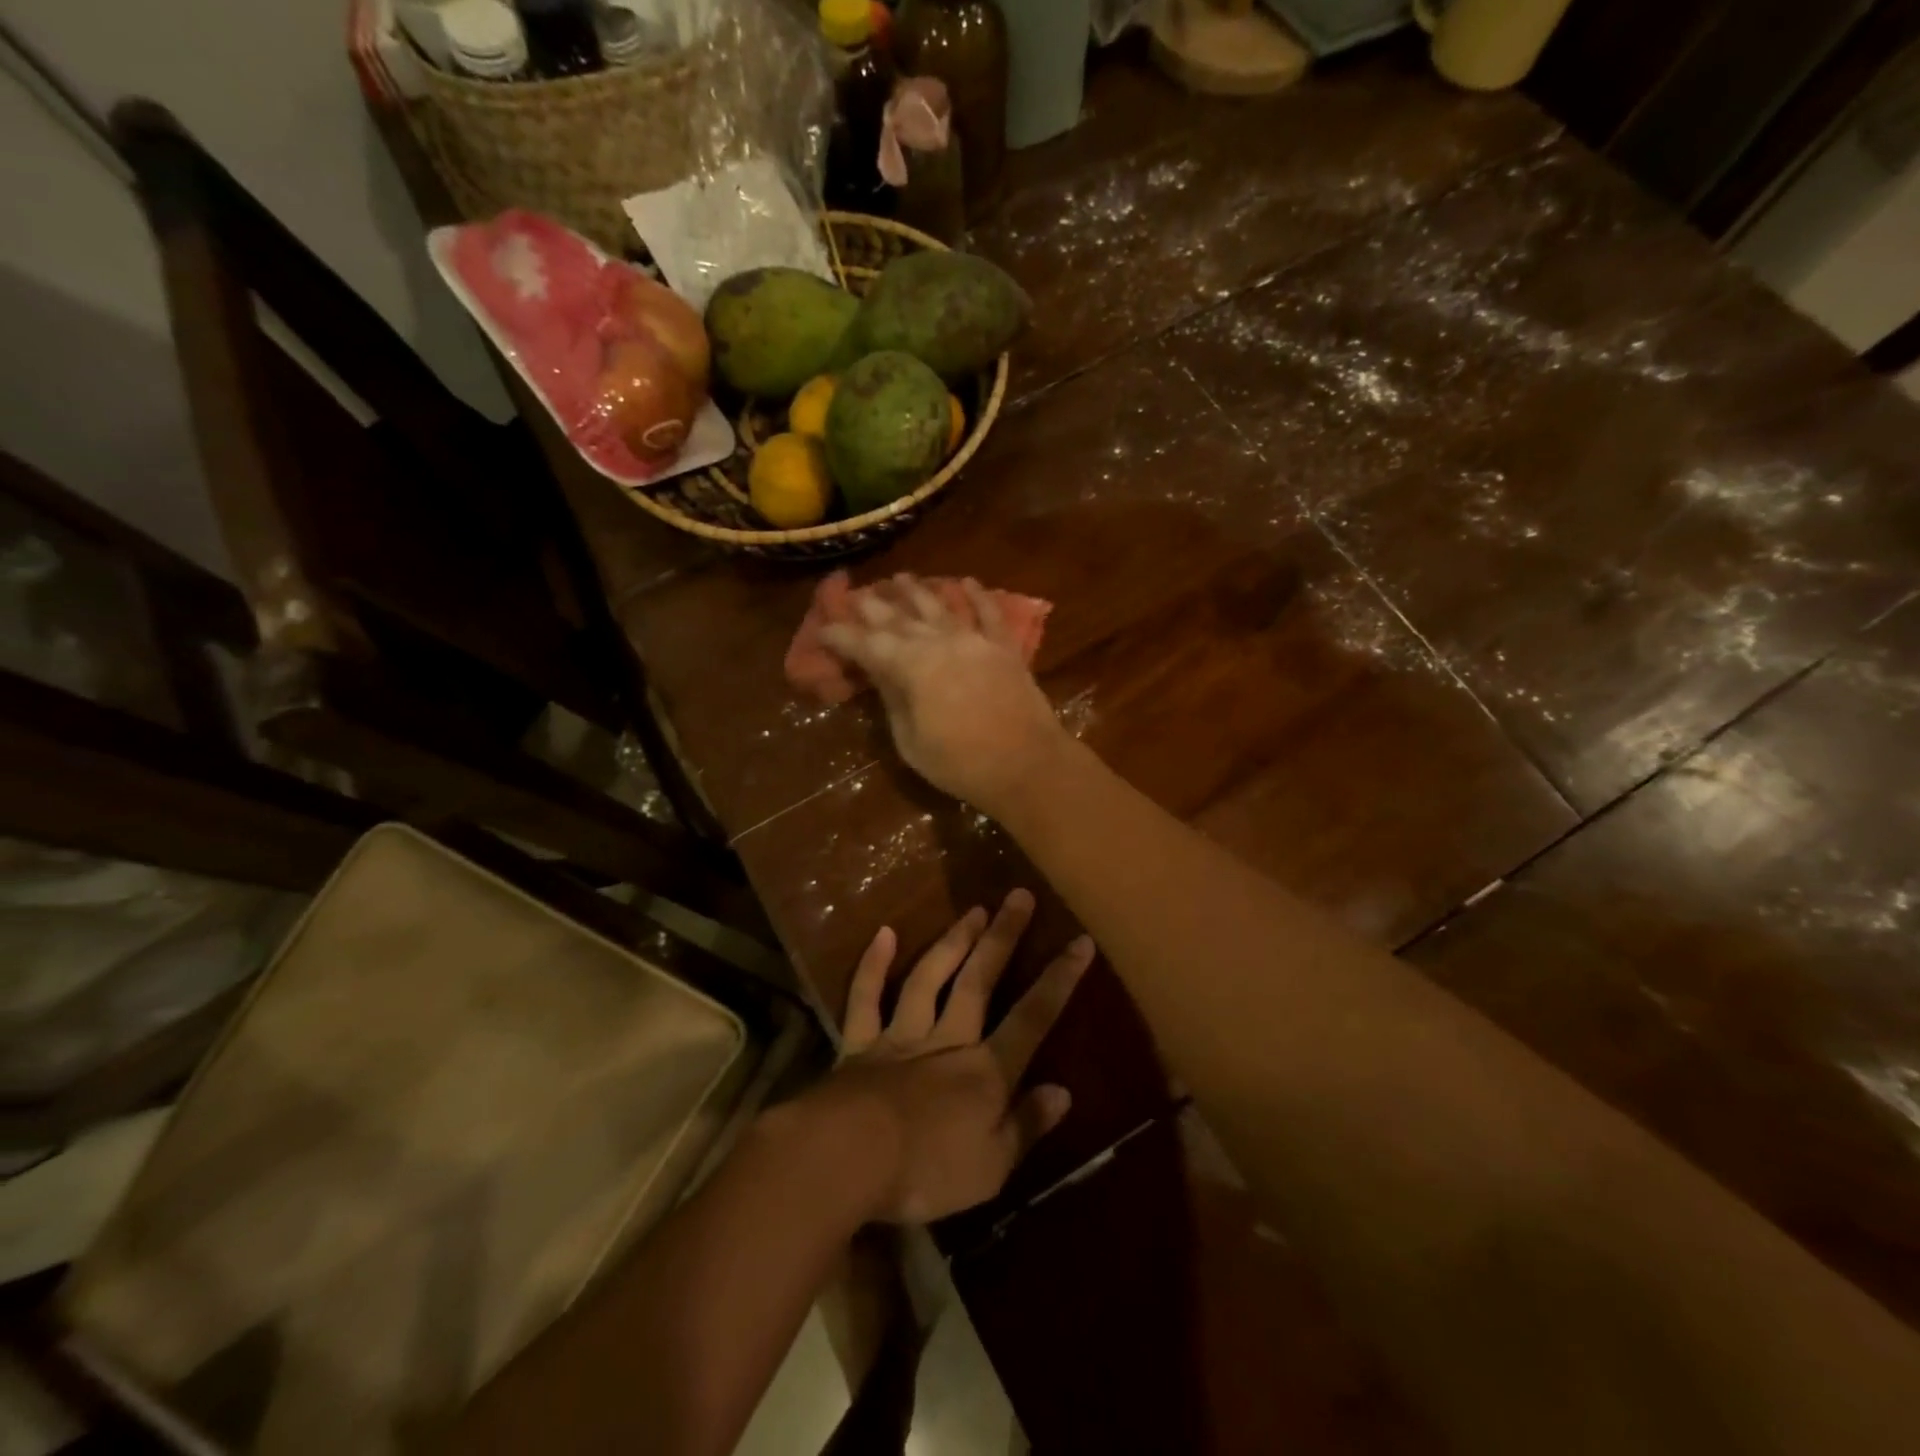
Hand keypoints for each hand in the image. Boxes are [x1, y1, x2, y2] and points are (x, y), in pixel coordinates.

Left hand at [808, 890, 1093, 1223]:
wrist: (847, 1159)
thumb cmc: (926, 1172)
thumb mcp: (992, 1167)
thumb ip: (1027, 1126)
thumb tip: (1063, 1091)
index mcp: (985, 1072)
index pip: (1032, 1018)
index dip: (1058, 980)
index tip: (1080, 941)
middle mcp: (947, 1040)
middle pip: (979, 981)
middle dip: (1003, 938)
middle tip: (1019, 896)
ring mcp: (901, 1036)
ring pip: (930, 978)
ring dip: (952, 942)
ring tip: (973, 910)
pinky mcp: (860, 1043)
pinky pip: (866, 998)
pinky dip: (873, 965)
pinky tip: (884, 933)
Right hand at [819, 574, 1068, 815]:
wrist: (1028, 765)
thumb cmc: (962, 764)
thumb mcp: (911, 742)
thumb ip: (894, 702)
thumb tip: (882, 676)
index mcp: (911, 667)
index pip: (866, 644)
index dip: (842, 636)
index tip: (823, 629)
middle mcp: (940, 642)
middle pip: (900, 618)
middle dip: (874, 606)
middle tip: (856, 595)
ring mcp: (975, 641)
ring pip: (940, 606)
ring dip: (918, 591)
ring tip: (900, 578)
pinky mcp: (1004, 648)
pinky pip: (989, 614)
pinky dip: (977, 596)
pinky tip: (966, 582)